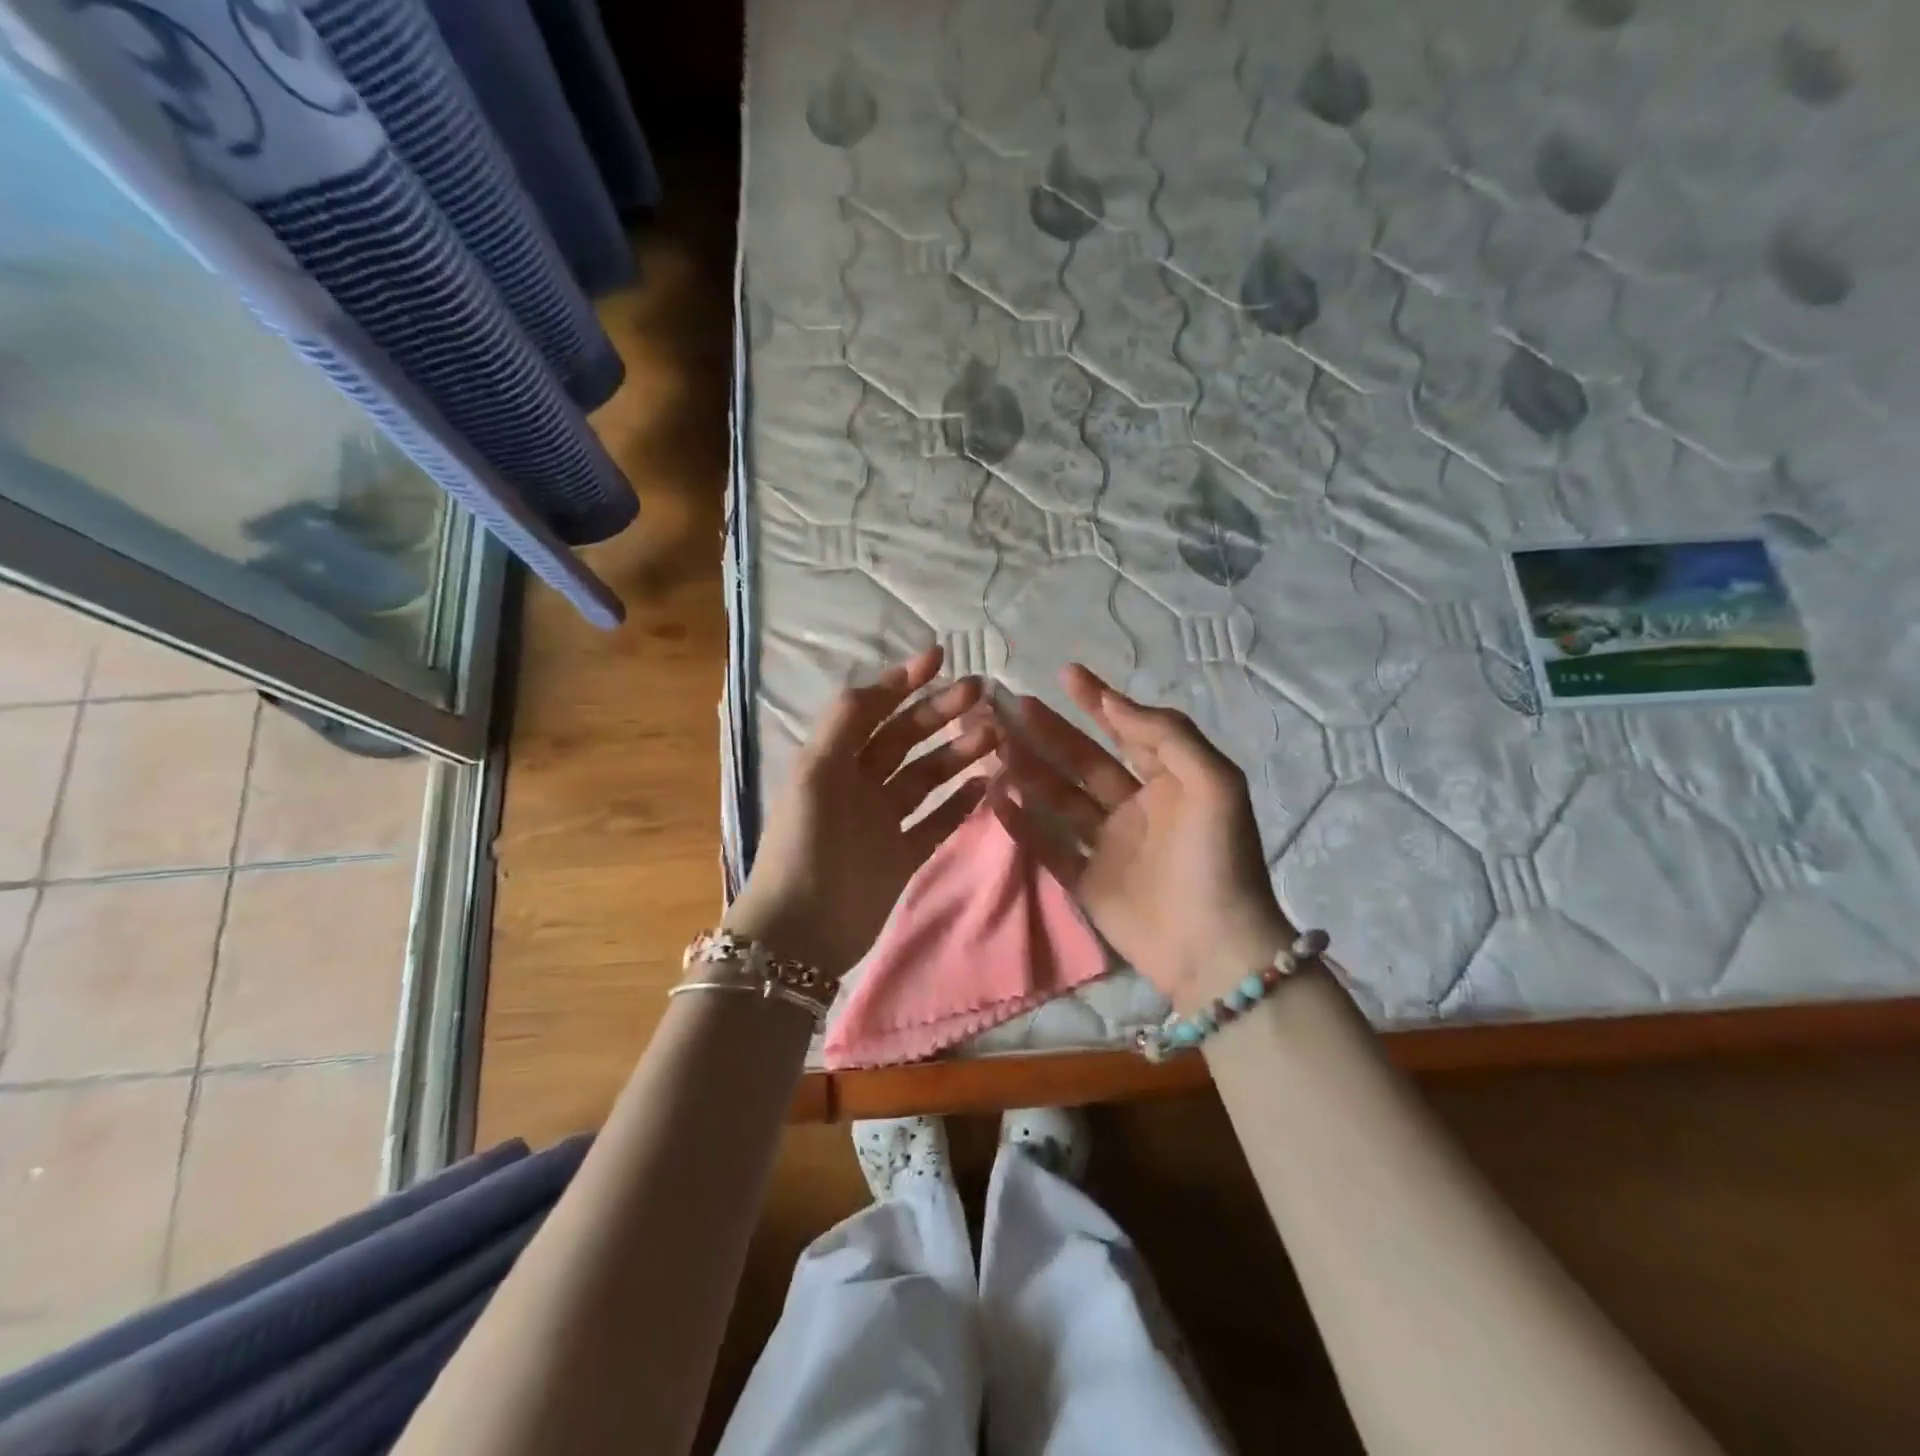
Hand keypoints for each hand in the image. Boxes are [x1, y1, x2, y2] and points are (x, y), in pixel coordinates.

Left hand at [724, 647, 998, 976]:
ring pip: (927, 776)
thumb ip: (845, 722)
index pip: (873, 710)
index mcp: (834, 760)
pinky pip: (938, 821)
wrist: (801, 930)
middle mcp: (860, 783)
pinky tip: (988, 783)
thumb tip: (884, 682)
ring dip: (958, 754)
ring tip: (993, 736)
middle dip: (940, 713)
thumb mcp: (816, 772)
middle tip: (980, 693)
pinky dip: (961, 802)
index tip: (940, 657)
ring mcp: (884, 820)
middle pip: (906, 739)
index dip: (903, 682)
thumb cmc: (806, 843)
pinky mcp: (904, 854)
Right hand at [994, 665, 1293, 1011]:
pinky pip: (1048, 845)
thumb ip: (1167, 735)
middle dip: (1049, 732)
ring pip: (1059, 798)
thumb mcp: (1214, 783)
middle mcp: (1135, 806)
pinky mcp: (1087, 880)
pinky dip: (1022, 823)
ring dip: (1029, 771)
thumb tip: (1113, 700)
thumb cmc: (1217, 858)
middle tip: (1010, 707)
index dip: (1097, 701)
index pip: (1126, 730)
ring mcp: (1108, 844)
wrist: (1214, 948)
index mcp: (1169, 780)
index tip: (1066, 674)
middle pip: (1082, 761)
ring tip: (994, 746)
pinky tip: (995, 799)